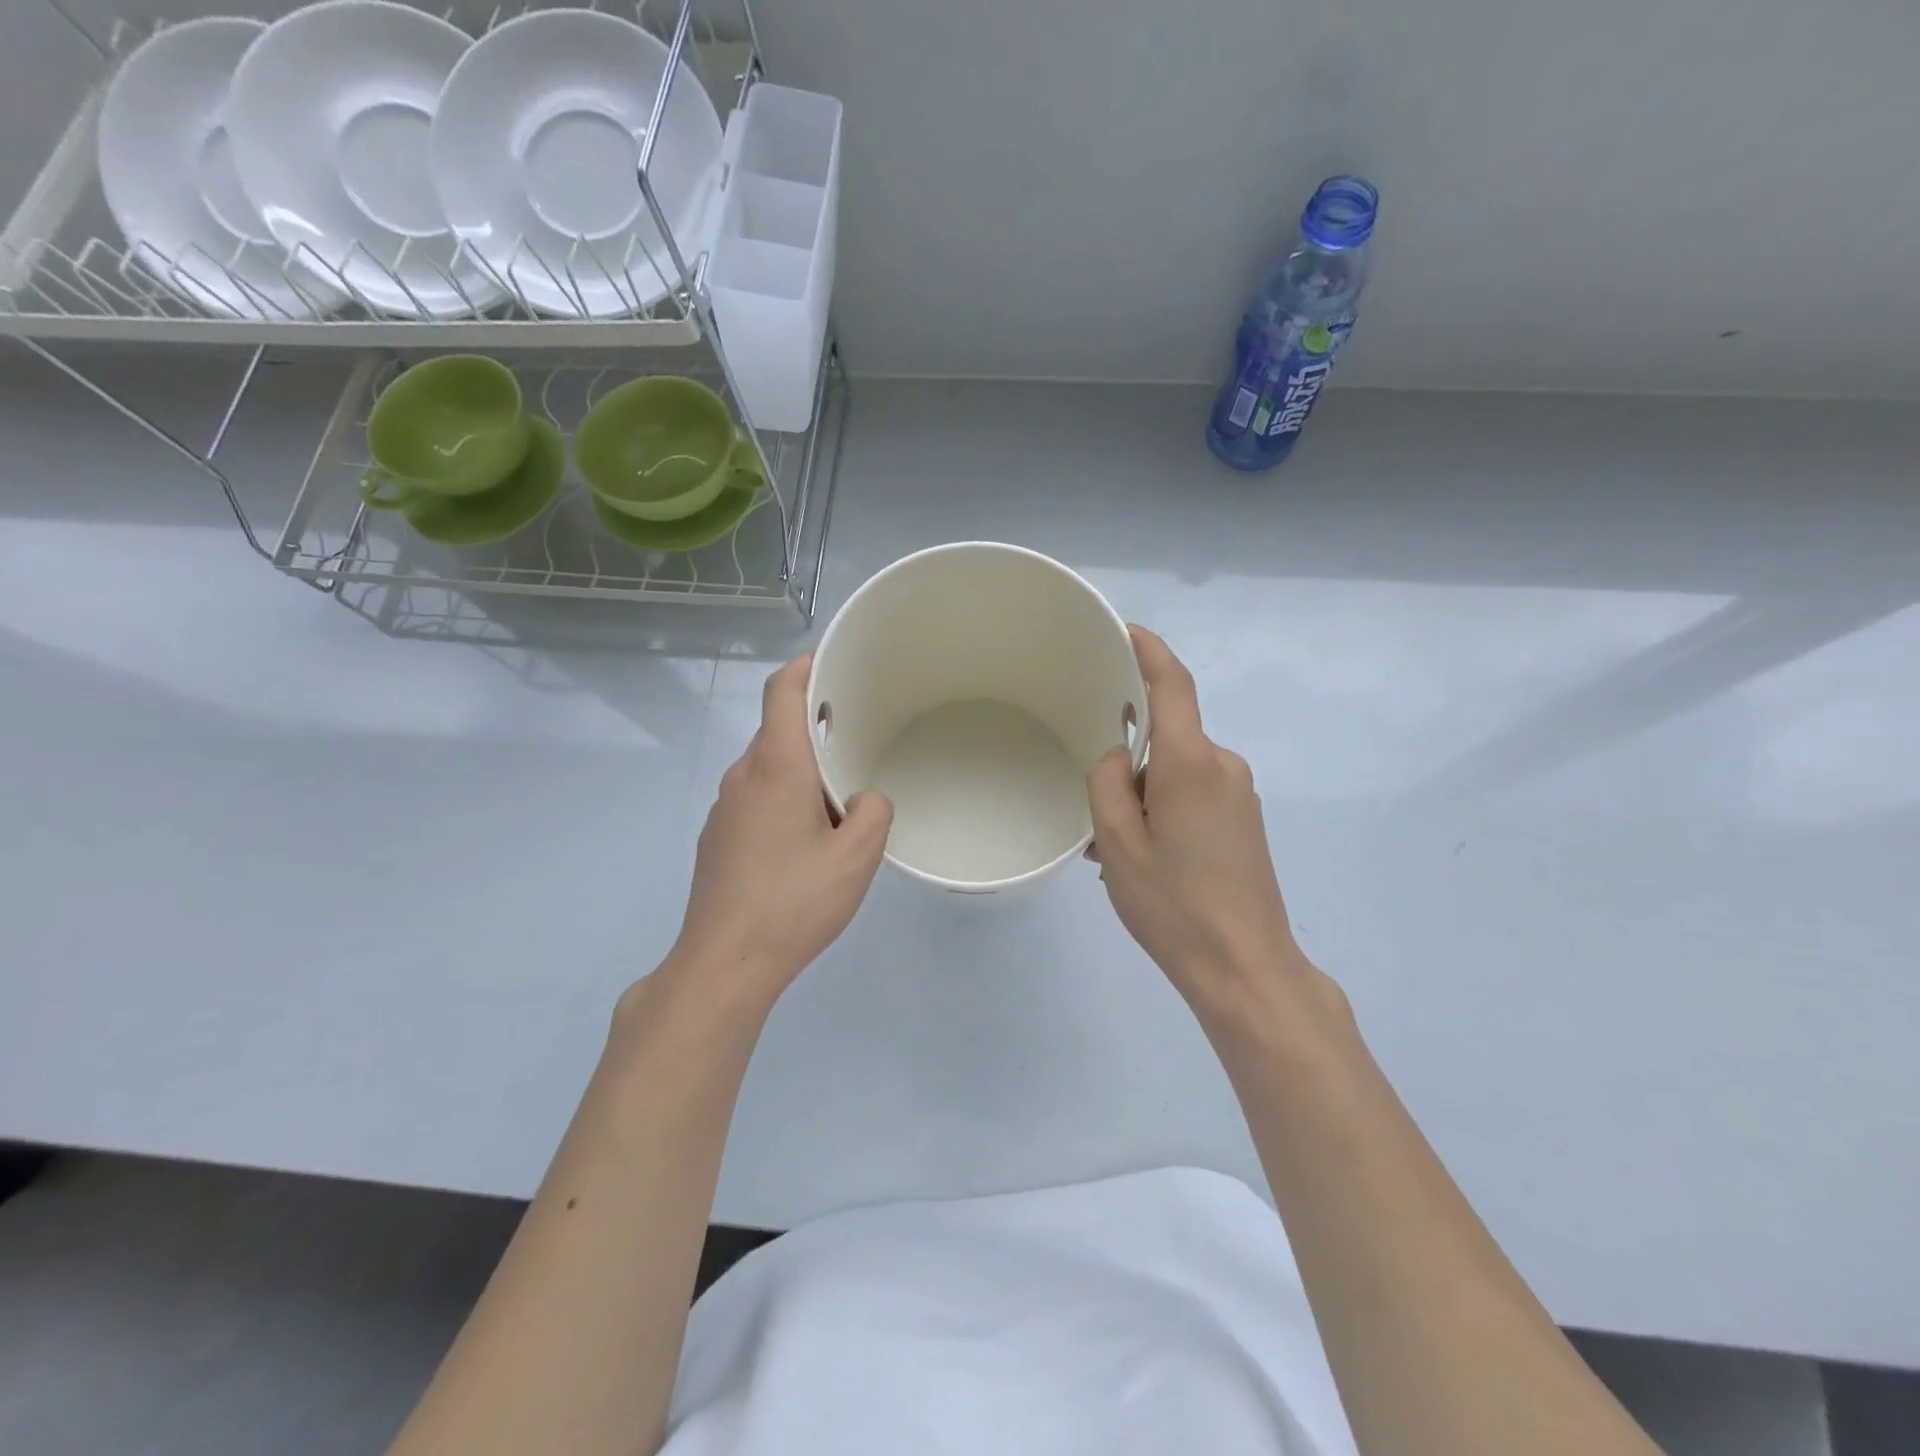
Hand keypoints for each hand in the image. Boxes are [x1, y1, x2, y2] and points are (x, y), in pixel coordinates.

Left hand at [662, 654, 891, 1013]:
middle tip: (857, 742)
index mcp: (776, 767)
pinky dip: (783, 799)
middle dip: (816, 729)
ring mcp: (723, 809)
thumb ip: (873, 811)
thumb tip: (863, 800)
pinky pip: (755, 799)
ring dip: (801, 771)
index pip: (782, 690)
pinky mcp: (717, 838)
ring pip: (767, 768)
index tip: (832, 662)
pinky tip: (804, 842)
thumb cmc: (793, 901)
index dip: (805, 666)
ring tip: (838, 802)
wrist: (724, 963)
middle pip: (777, 730)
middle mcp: (742, 777)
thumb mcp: (857, 856)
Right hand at [1087, 627, 1315, 1024]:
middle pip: (1165, 739)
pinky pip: (1194, 796)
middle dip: (1127, 767)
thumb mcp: (1119, 843)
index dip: (1150, 651)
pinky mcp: (1244, 821)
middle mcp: (1223, 766)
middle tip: (1096, 819)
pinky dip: (1163, 813)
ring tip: (1115, 853)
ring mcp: (1239, 794)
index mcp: (1191, 762)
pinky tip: (1146, 862)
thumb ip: (1108, 783)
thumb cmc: (1175, 905)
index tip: (1127, 631)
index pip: (1173, 685)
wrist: (1246, 967)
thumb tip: (1119, 759)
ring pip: (1175, 774)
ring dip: (1142, 799)